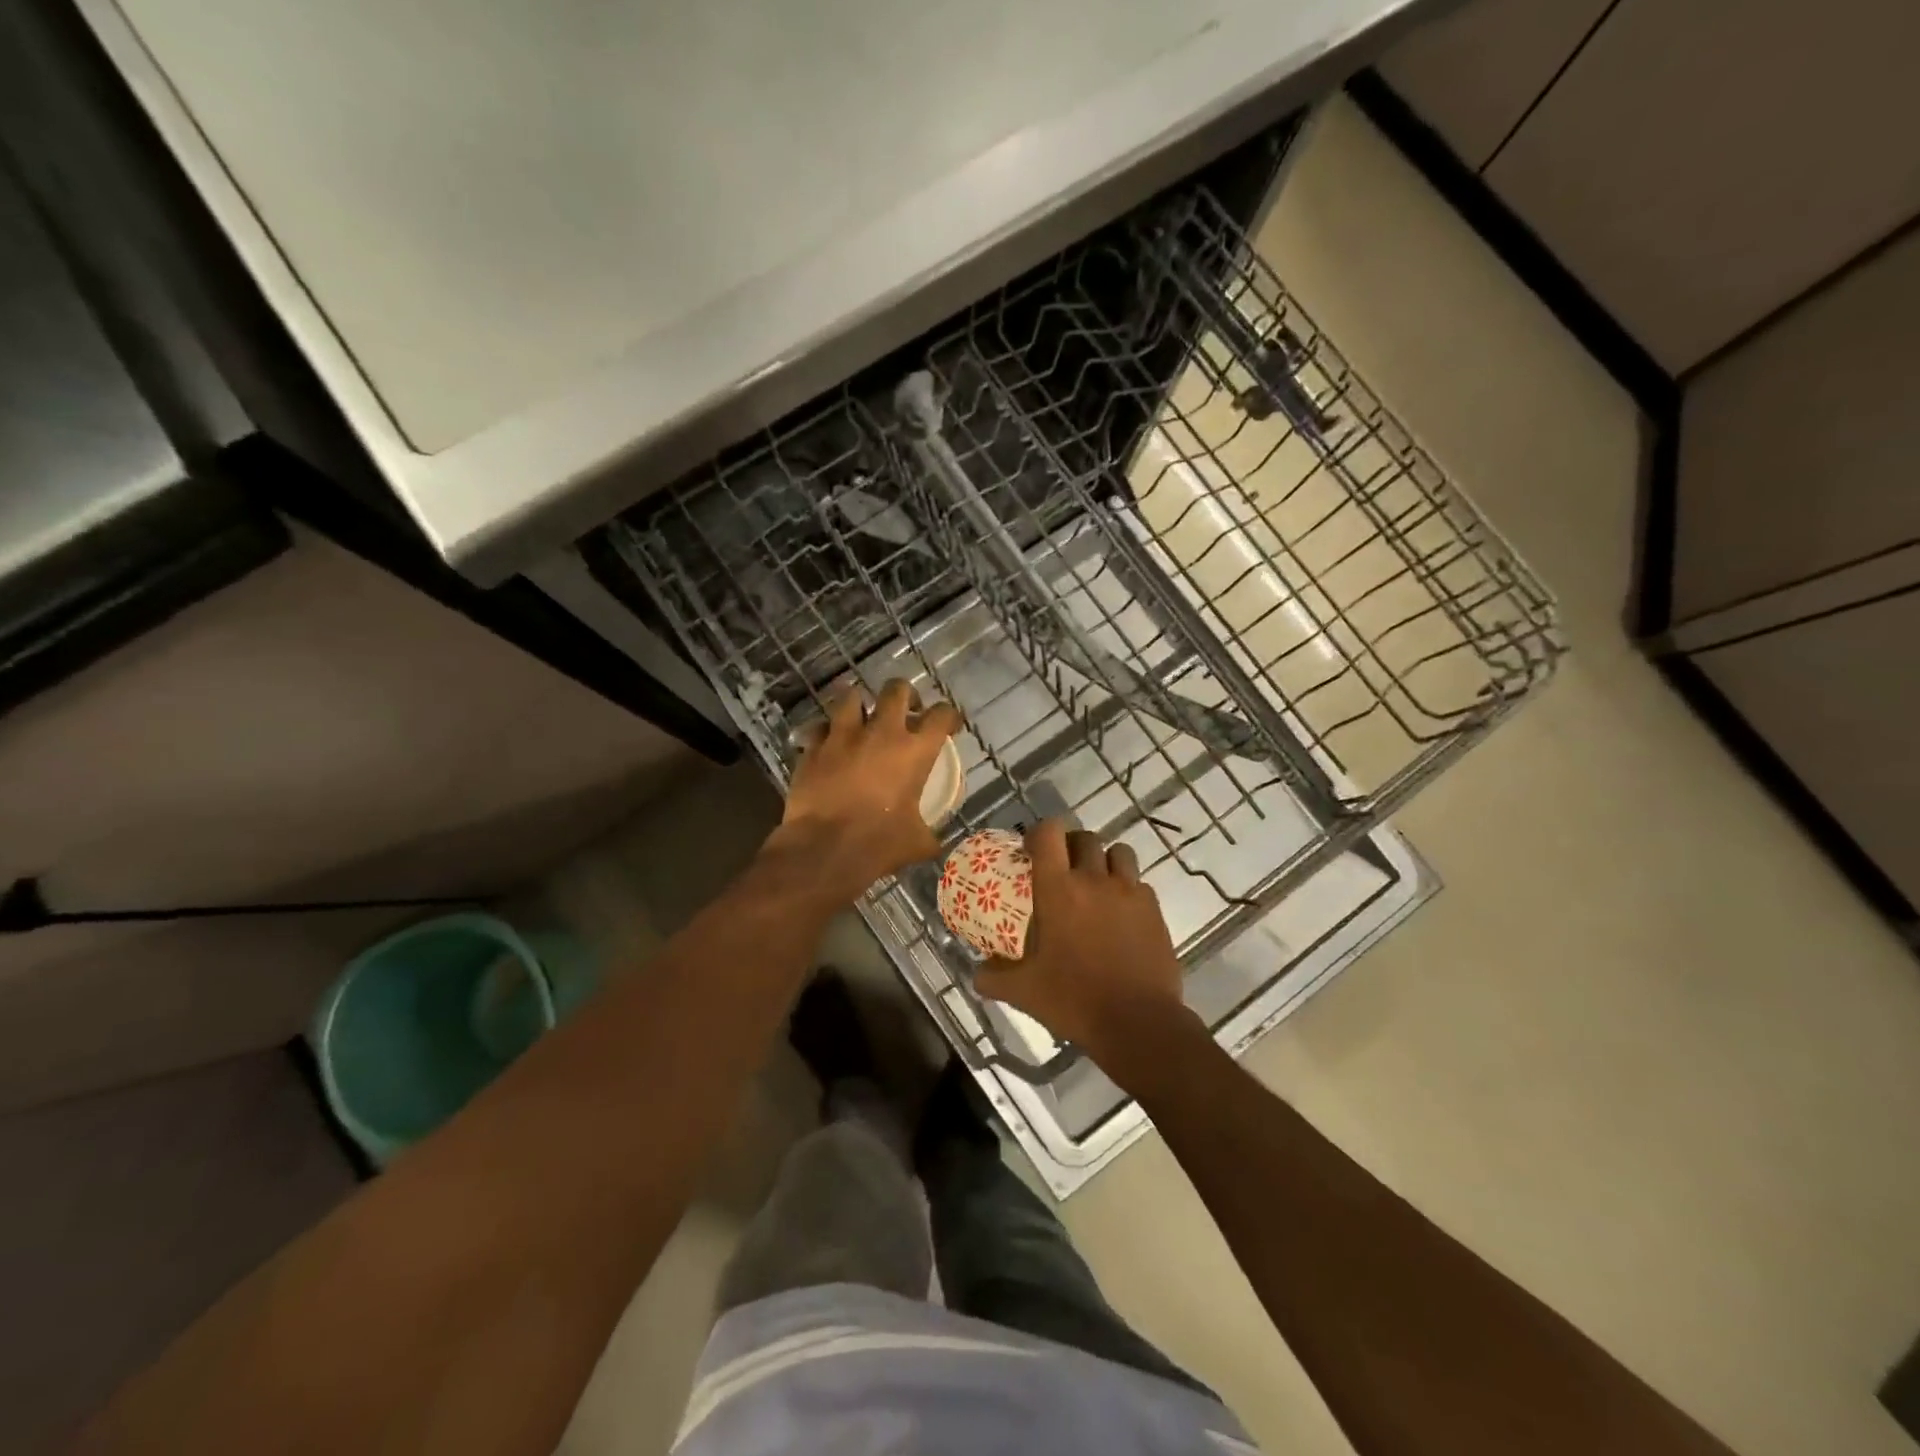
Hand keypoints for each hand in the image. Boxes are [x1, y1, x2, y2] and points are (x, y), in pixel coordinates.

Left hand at [771, 679, 962, 897]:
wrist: (825, 850)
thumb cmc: (879, 844)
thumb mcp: (916, 842)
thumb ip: (928, 834)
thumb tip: (933, 843)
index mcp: (914, 751)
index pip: (941, 715)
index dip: (949, 716)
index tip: (948, 725)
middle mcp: (881, 733)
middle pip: (897, 689)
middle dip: (905, 694)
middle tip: (906, 710)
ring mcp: (843, 736)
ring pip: (851, 696)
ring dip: (859, 704)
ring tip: (862, 718)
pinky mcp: (813, 748)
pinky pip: (819, 728)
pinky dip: (826, 733)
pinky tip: (828, 744)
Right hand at [975, 820, 1196, 1088]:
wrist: (1138, 1022)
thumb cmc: (1074, 1000)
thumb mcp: (1024, 991)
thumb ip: (993, 978)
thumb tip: (975, 973)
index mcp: (1058, 890)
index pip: (1049, 833)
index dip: (1040, 832)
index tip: (1032, 849)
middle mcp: (1094, 880)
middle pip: (1084, 838)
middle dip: (1071, 846)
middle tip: (1063, 869)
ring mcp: (1129, 892)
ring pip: (1118, 853)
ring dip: (1104, 861)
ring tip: (1097, 884)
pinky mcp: (1154, 909)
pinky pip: (1139, 884)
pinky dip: (1128, 890)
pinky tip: (1121, 915)